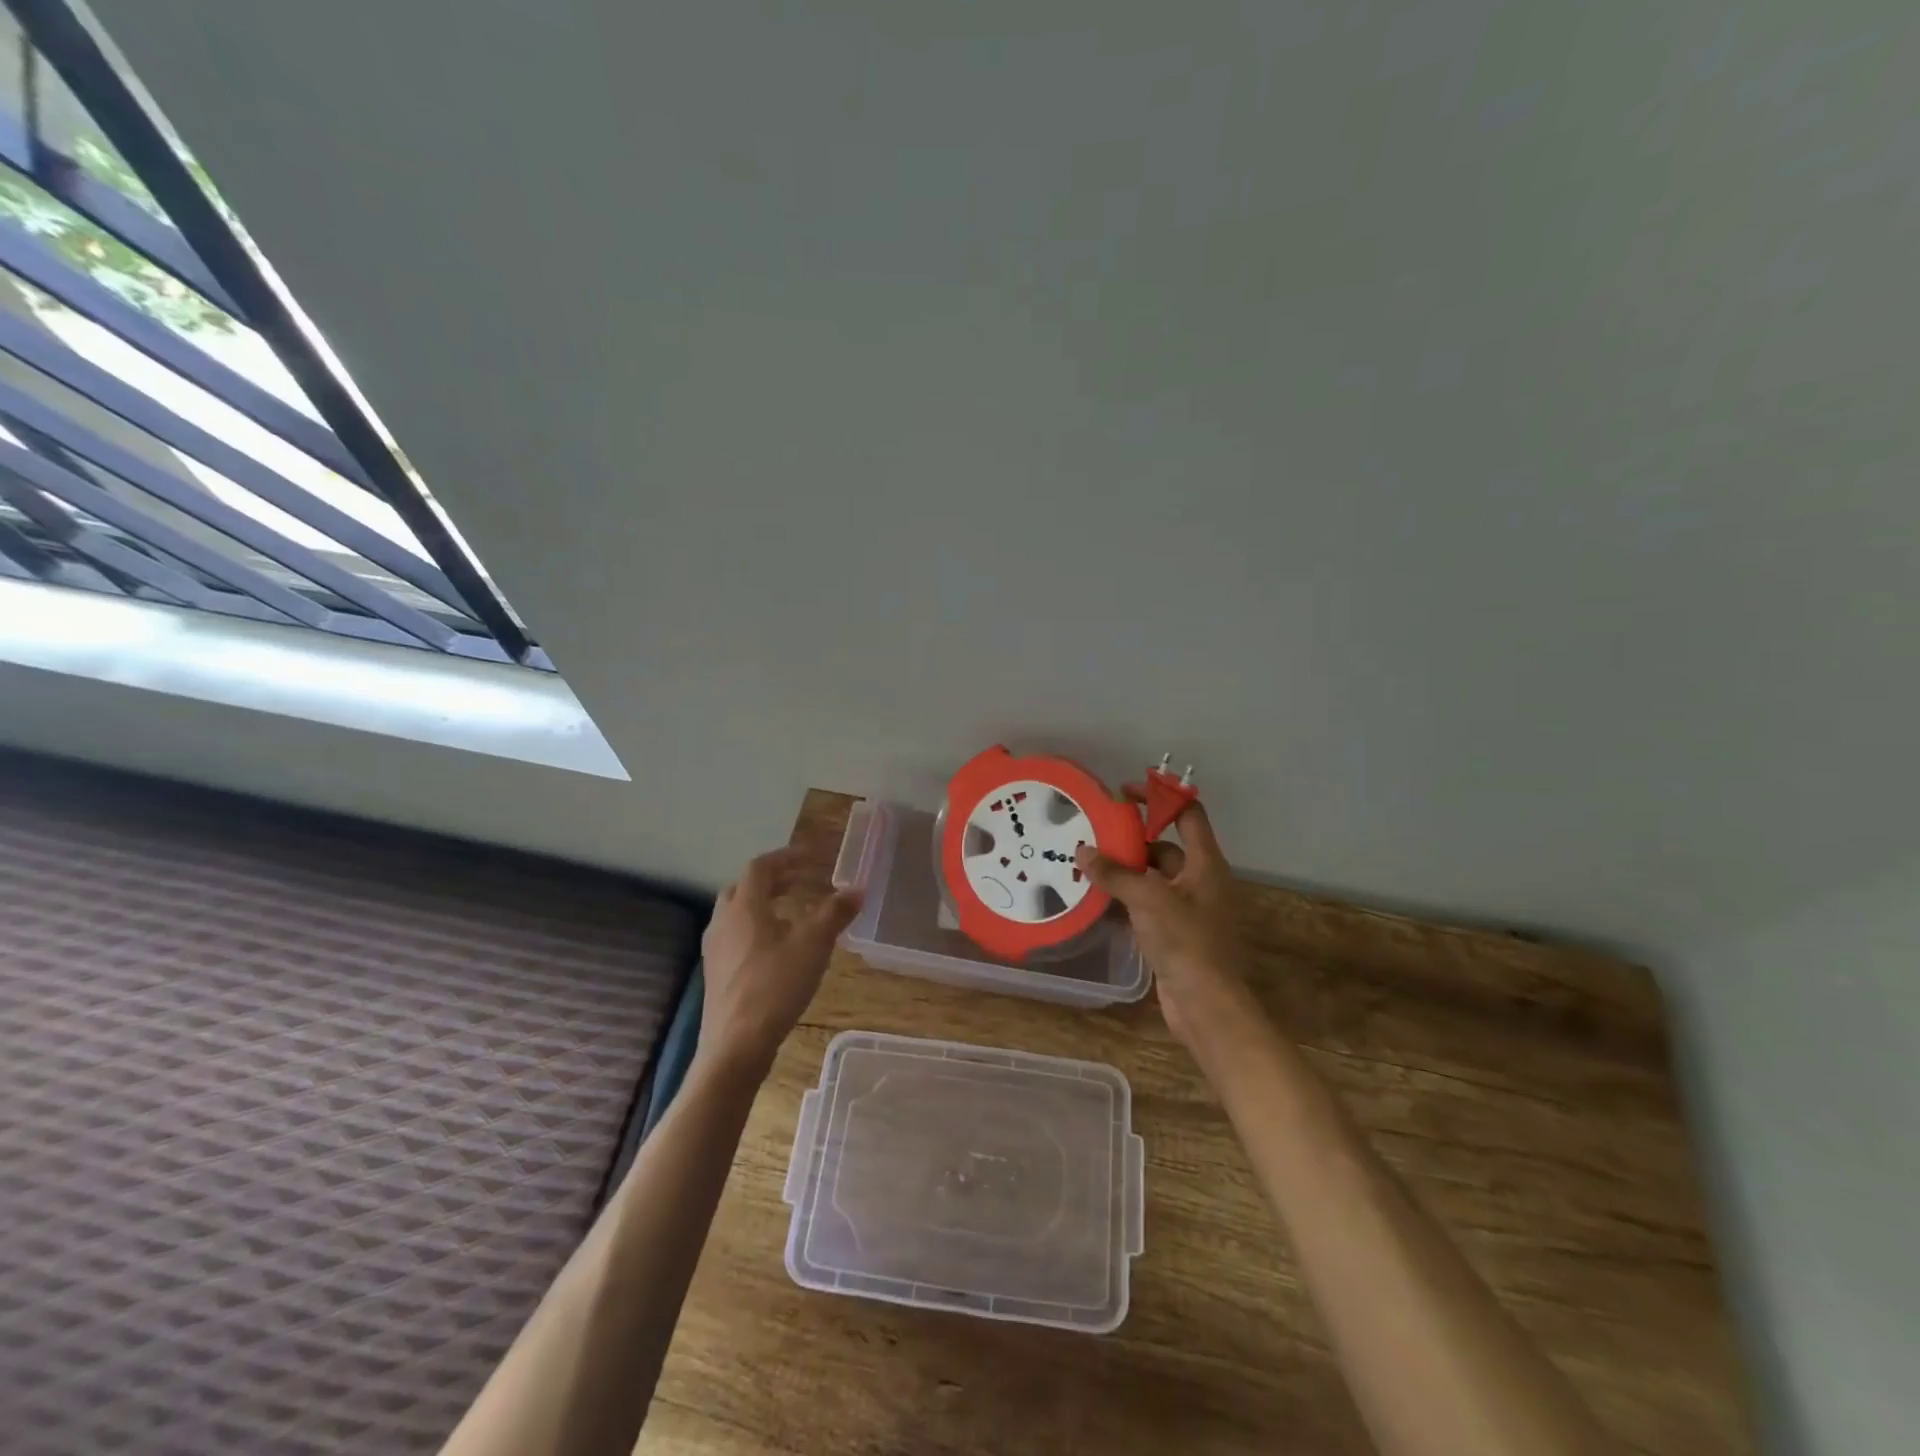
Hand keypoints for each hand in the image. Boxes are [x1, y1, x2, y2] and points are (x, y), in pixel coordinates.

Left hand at [699, 847, 861, 1076]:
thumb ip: (835, 913)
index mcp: (744, 906)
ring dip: (762, 905)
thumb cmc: (775, 986)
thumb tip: (857, 890)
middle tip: (799, 882)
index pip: (760, 867)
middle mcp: (723, 921)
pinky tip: (776, 950)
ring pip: (737, 913)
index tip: (810, 857)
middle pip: (743, 887)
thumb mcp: (814, 946)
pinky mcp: (715, 973)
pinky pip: (734, 936)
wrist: (736, 1045)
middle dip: (772, 880)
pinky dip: (755, 929)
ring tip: (791, 914)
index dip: (786, 857)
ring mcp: (715, 949)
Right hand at [1075, 802, 1254, 1050]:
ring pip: (1153, 879)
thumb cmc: (1185, 942)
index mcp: (1206, 864)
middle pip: (1165, 847)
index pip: (1188, 815)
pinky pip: (1147, 905)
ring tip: (1088, 863)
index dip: (1161, 798)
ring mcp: (1188, 909)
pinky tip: (1098, 899)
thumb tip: (1083, 852)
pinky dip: (1126, 899)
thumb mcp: (1148, 899)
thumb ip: (1115, 874)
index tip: (1126, 793)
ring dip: (1125, 871)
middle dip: (1133, 839)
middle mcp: (1200, 881)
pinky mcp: (1175, 934)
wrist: (1206, 1004)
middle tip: (1096, 833)